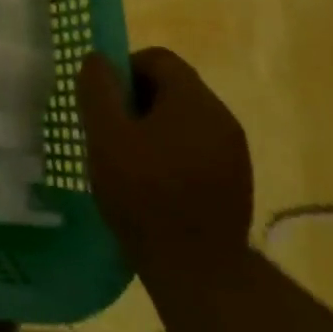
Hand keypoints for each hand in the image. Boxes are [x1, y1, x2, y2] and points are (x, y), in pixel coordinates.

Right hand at [77, 48, 253, 293]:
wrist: (199, 273)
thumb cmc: (145, 195)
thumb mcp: (106, 136)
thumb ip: (98, 90)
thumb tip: (96, 59)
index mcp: (195, 101)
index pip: (157, 58)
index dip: (124, 70)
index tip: (103, 101)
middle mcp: (222, 118)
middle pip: (173, 86)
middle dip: (137, 100)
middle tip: (110, 131)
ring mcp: (234, 152)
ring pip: (184, 119)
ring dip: (153, 127)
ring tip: (127, 159)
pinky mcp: (236, 182)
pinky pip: (196, 147)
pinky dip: (171, 152)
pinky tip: (153, 183)